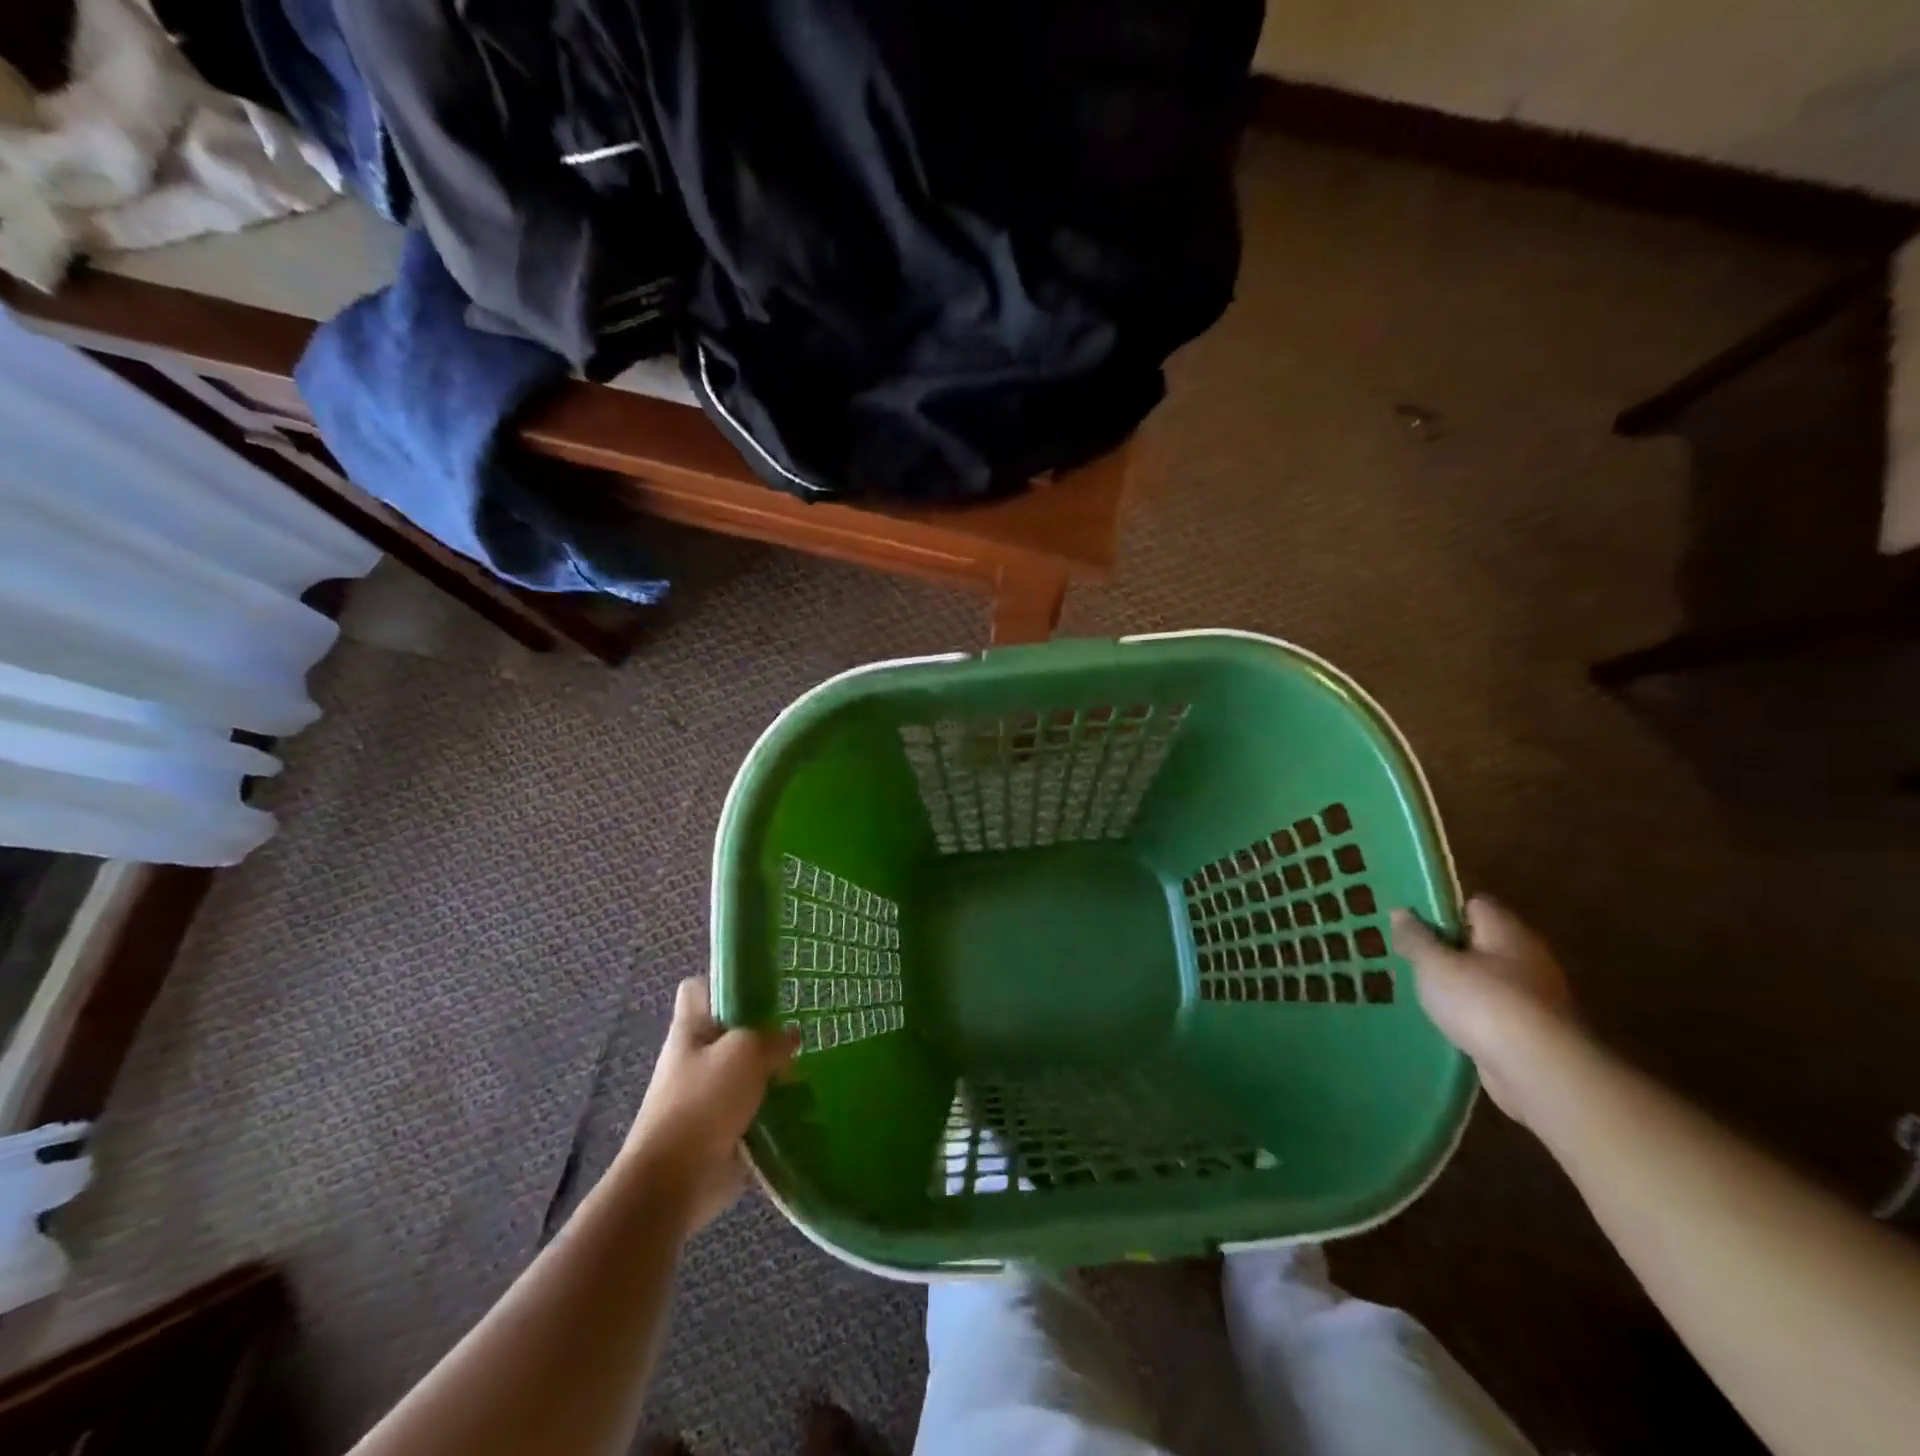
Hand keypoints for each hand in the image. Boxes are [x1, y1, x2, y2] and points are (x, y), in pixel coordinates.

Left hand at [621, 977, 797, 1231]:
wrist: (673, 1183)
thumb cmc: (703, 1103)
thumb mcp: (746, 1052)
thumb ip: (773, 1039)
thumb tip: (790, 1039)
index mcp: (690, 1030)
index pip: (699, 988)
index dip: (724, 982)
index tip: (760, 987)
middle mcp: (696, 1058)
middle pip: (731, 1031)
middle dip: (763, 1033)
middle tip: (795, 1035)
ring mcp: (707, 1096)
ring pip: (746, 1072)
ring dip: (773, 1075)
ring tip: (804, 1072)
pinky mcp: (722, 1130)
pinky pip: (754, 1110)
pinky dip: (774, 1110)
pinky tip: (802, 1108)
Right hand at [1392, 897, 1576, 1125]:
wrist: (1540, 1072)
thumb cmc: (1483, 1002)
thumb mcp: (1434, 964)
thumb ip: (1415, 937)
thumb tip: (1401, 911)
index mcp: (1506, 931)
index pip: (1473, 905)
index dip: (1441, 910)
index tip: (1410, 924)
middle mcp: (1527, 958)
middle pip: (1479, 943)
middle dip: (1445, 951)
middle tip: (1408, 959)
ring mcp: (1534, 998)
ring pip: (1485, 981)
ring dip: (1457, 987)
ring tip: (1418, 993)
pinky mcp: (1533, 1034)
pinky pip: (1493, 1014)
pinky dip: (1471, 1018)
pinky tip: (1443, 1025)